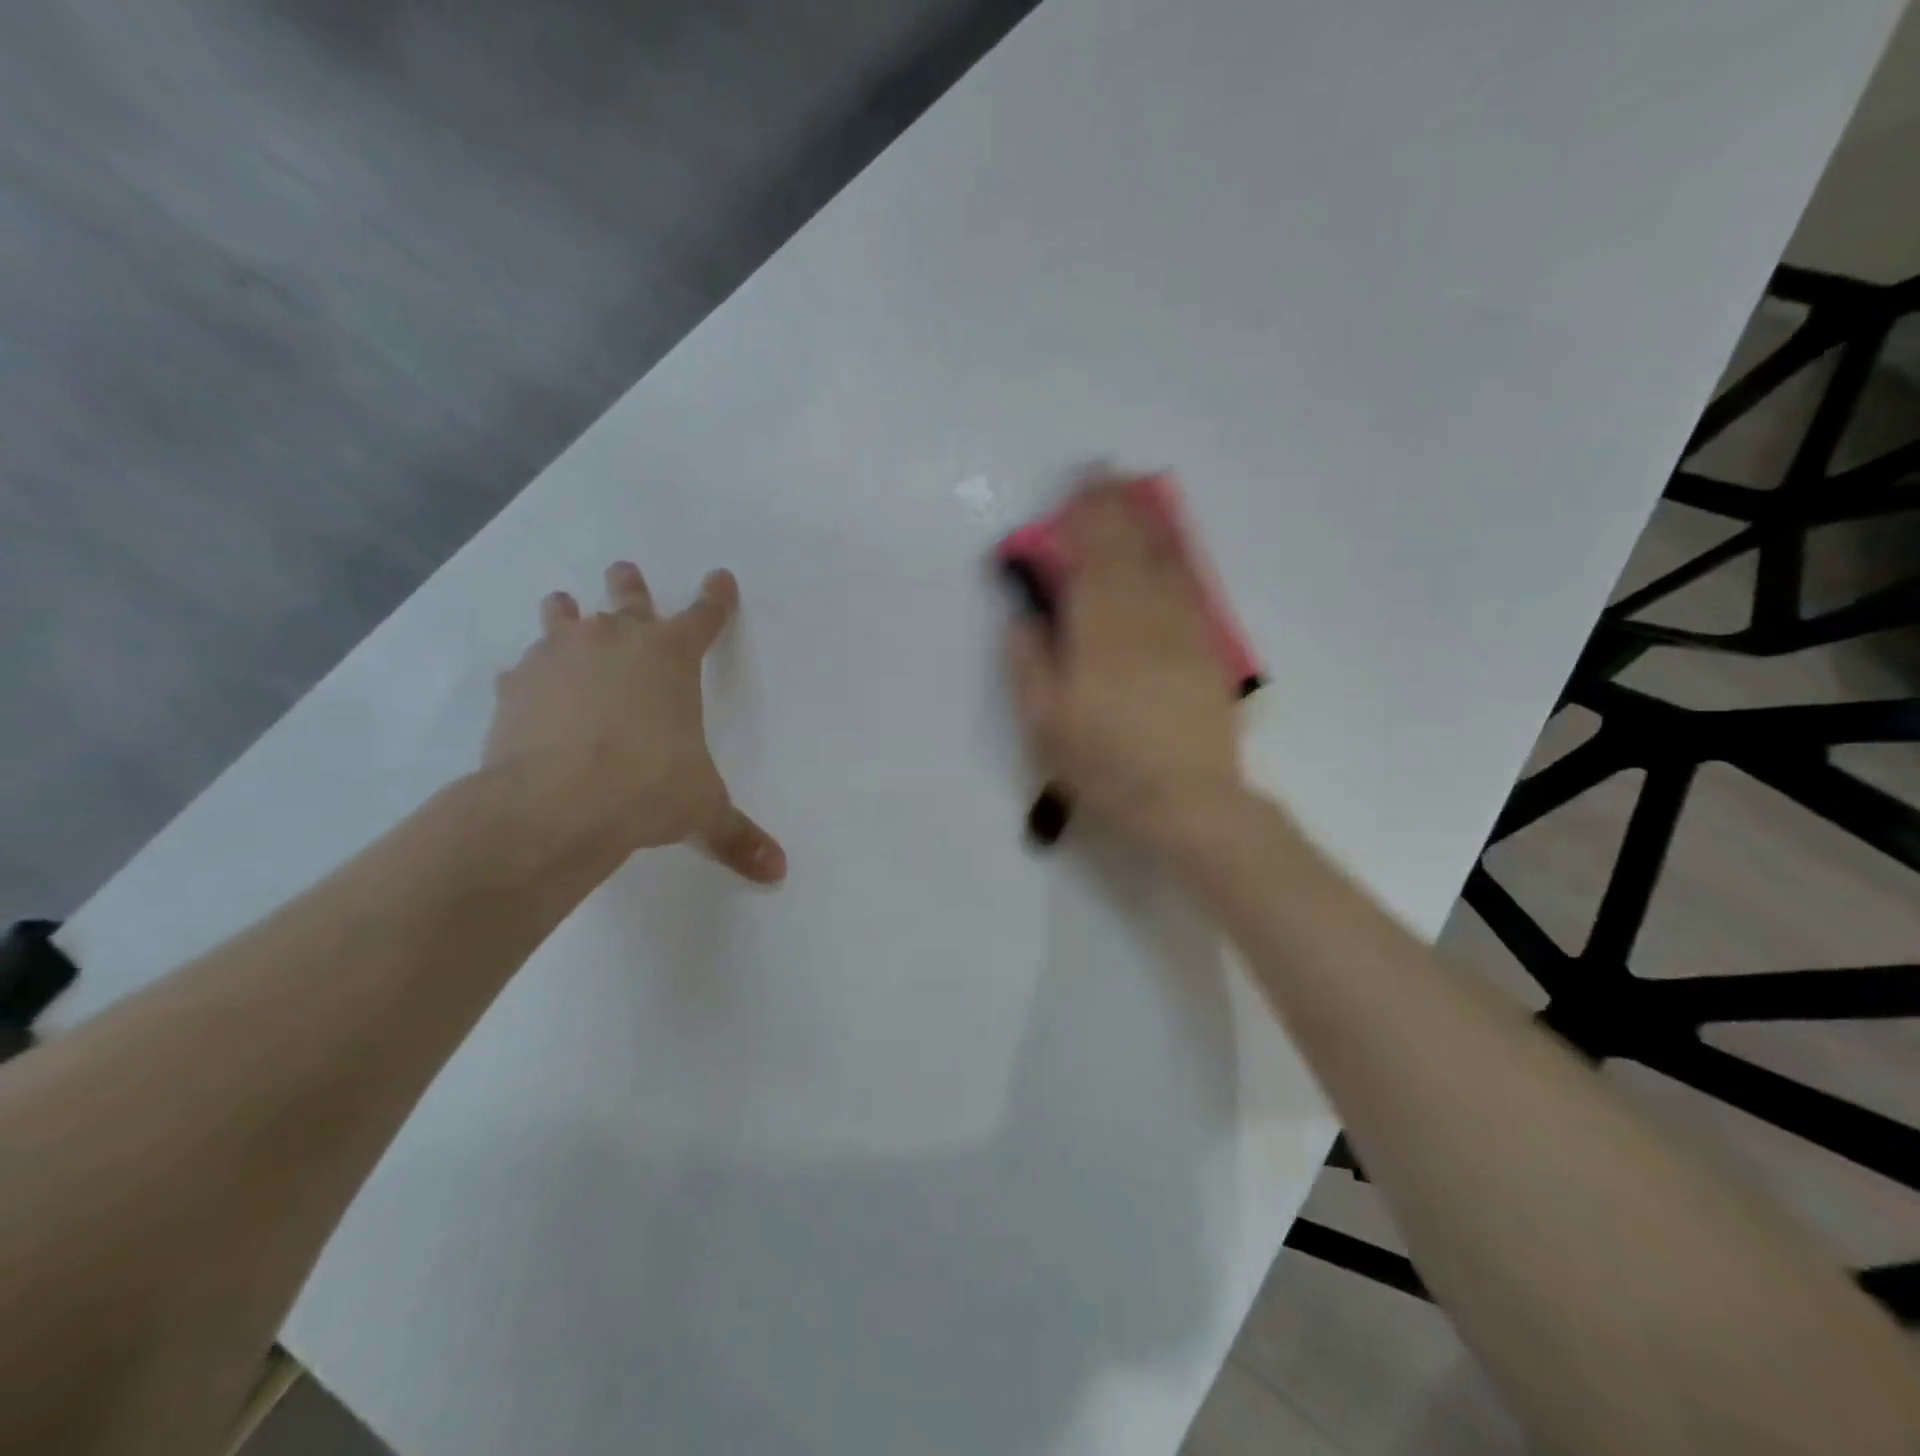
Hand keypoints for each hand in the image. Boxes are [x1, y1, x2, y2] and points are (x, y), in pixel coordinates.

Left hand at [483, 560, 786, 883]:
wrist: (556, 802)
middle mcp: (616, 642)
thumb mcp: (703, 810)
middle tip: (625, 569)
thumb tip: (778, 872)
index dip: (716, 599)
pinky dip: (532, 672)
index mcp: (671, 659)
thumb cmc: (648, 788)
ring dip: (568, 614)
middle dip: (631, 586)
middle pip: (629, 599)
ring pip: (565, 618)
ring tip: (564, 606)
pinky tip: (529, 687)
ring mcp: (560, 656)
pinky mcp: (516, 684)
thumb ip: (737, 835)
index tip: (720, 577)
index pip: (704, 618)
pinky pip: (526, 668)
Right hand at [1006, 480, 1247, 850]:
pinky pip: (1189, 588)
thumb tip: (1023, 616)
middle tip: (1101, 477)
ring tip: (1131, 495)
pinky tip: (1168, 548)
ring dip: (1144, 523)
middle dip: (1114, 509)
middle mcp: (1144, 618)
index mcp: (1099, 633)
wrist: (1186, 801)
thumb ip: (1029, 662)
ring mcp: (1182, 631)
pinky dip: (1174, 558)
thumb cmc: (1105, 766)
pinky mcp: (1206, 649)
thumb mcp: (1045, 725)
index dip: (1084, 519)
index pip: (1091, 558)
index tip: (1075, 489)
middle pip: (1129, 549)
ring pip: (1162, 562)